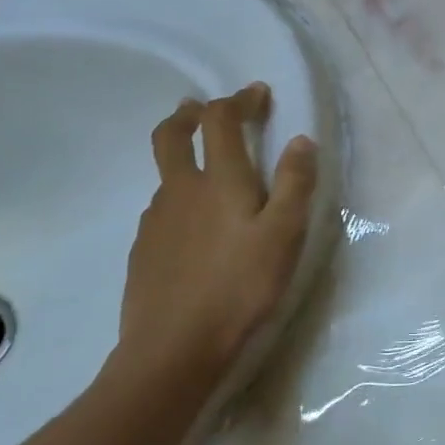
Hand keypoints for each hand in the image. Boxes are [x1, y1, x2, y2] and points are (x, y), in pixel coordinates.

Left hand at [107, 84, 317, 403]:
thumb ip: (296, 184)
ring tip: (209, 176)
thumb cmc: (239, 288)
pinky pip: (162, 211)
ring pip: (166, 176)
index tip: (258, 94)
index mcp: (218, 181)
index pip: (222, 120)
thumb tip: (301, 140)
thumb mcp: (284, 236)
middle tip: (203, 109)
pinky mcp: (143, 252)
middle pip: (171, 135)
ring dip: (185, 160)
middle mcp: (179, 191)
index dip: (239, 100)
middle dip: (190, 114)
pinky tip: (195, 229)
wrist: (173, 350)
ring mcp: (155, 222)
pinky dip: (179, 201)